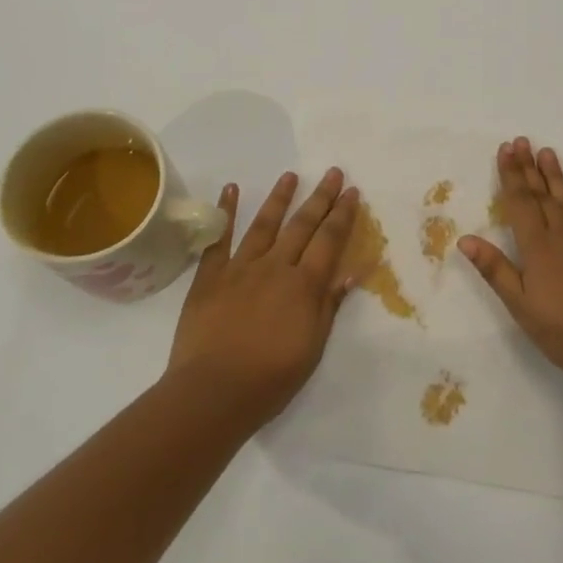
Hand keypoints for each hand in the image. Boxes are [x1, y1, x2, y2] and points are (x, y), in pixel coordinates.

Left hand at [167, 167, 359, 423]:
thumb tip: (351, 272)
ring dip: (279, 198)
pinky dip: (226, 212)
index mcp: (303, 285)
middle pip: (302, 225)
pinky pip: (219, 239)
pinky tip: (231, 190)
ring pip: (264, 224)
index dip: (342, 214)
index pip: (329, 240)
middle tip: (332, 171)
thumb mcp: (312, 347)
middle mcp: (275, 267)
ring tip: (290, 175)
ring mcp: (240, 268)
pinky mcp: (209, 277)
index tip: (352, 191)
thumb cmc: (270, 378)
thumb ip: (329, 306)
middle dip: (320, 197)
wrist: (213, 391)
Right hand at [459, 137, 562, 393]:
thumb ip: (496, 270)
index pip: (520, 202)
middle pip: (542, 194)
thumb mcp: (522, 307)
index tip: (505, 149)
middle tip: (521, 140)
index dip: (511, 175)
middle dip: (529, 167)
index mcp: (538, 247)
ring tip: (547, 152)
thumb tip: (465, 238)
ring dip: (555, 175)